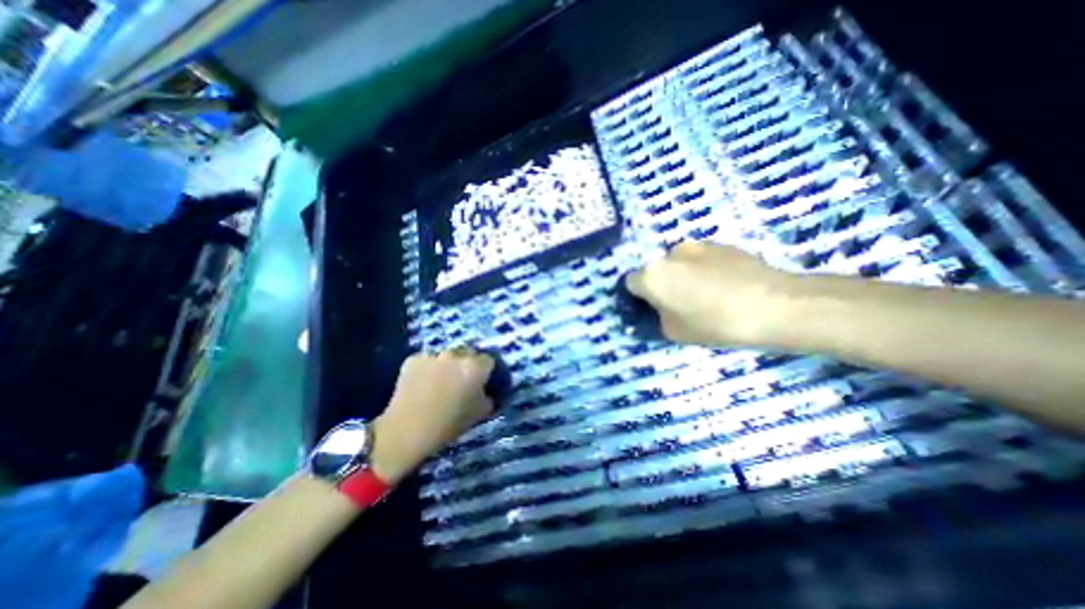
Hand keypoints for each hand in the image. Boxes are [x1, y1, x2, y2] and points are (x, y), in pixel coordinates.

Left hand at [368, 349, 495, 483]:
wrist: (406, 431)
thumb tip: (486, 391)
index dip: (485, 372)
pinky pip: (426, 361)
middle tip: (461, 381)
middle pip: (467, 354)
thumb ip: (487, 397)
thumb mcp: (478, 414)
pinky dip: (427, 369)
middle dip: (467, 364)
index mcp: (475, 367)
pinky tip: (422, 384)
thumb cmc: (448, 424)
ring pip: (446, 356)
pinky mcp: (413, 358)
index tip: (481, 382)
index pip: (488, 361)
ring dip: (447, 365)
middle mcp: (455, 355)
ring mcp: (433, 355)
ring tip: (439, 382)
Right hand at [629, 240, 793, 347]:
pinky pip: (702, 258)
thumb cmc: (715, 324)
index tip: (654, 308)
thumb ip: (657, 318)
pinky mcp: (721, 243)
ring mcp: (697, 245)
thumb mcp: (674, 333)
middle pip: (656, 270)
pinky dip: (705, 269)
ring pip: (679, 263)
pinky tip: (726, 285)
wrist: (774, 306)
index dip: (640, 297)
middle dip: (663, 284)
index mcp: (652, 275)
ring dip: (684, 275)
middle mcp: (669, 254)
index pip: (631, 282)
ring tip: (709, 294)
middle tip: (682, 304)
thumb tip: (658, 310)